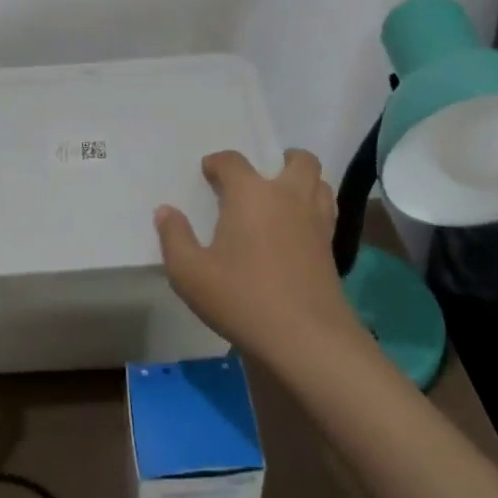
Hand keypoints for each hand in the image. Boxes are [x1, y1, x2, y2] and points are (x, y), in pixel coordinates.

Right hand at [154, 149, 365, 374]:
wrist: (306, 338)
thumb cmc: (242, 299)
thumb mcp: (190, 273)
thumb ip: (174, 238)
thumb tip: (166, 211)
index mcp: (251, 194)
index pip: (233, 161)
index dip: (218, 163)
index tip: (208, 173)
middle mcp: (288, 196)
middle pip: (299, 160)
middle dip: (282, 159)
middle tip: (264, 176)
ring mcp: (315, 221)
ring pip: (321, 183)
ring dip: (305, 181)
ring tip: (285, 197)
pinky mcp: (331, 248)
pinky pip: (327, 212)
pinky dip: (315, 209)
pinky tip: (299, 230)